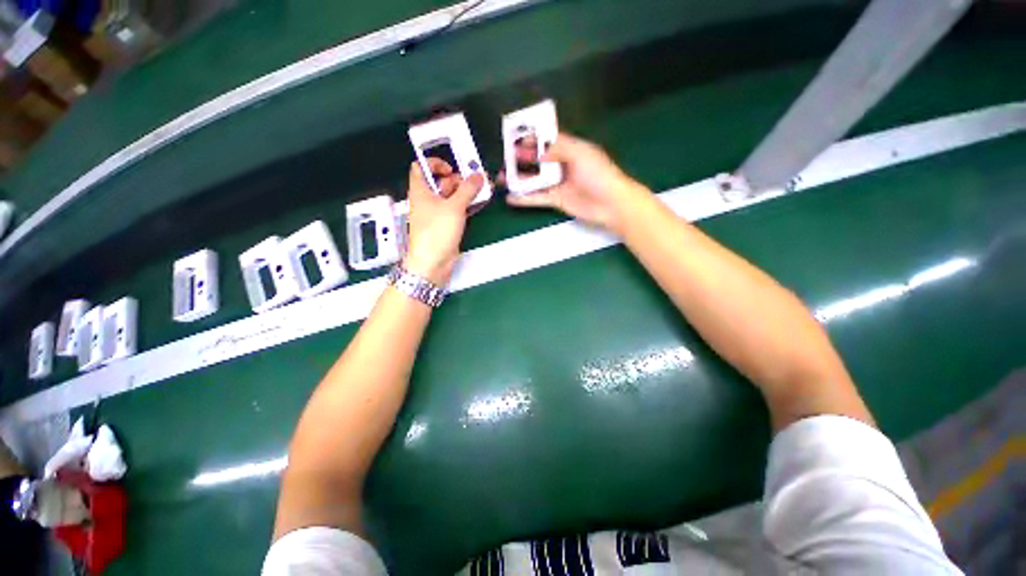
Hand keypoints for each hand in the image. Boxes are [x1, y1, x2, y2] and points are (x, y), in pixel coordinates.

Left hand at [405, 159, 483, 284]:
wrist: (433, 263)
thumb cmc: (437, 231)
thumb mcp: (454, 207)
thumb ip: (468, 189)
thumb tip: (479, 175)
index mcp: (420, 191)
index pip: (421, 167)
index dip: (435, 163)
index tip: (451, 168)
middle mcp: (427, 200)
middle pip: (441, 182)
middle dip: (458, 179)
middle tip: (475, 180)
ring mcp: (437, 214)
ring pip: (451, 197)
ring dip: (466, 193)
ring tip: (483, 190)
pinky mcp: (446, 226)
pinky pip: (457, 210)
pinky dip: (467, 205)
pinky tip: (479, 203)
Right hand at [505, 132, 646, 233]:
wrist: (611, 203)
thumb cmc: (599, 174)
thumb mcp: (580, 153)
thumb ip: (558, 148)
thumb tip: (536, 152)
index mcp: (569, 149)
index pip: (547, 141)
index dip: (531, 140)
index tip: (514, 141)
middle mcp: (561, 165)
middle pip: (537, 161)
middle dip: (520, 160)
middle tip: (504, 161)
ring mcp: (558, 184)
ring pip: (534, 180)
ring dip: (518, 180)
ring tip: (502, 179)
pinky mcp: (556, 200)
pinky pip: (537, 198)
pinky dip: (524, 199)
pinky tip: (511, 198)